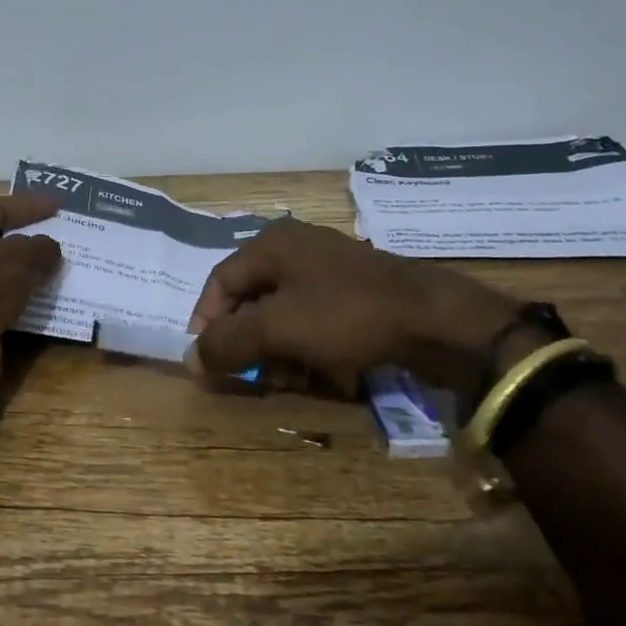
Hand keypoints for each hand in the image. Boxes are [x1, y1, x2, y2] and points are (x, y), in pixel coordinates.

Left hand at [0, 194, 63, 347]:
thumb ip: (41, 246)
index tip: (60, 204)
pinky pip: (2, 293)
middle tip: (62, 231)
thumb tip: (51, 248)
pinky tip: (48, 292)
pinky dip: (24, 291)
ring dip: (29, 266)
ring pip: (1, 267)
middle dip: (31, 235)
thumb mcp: (20, 257)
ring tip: (61, 262)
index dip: (31, 204)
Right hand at [188, 219, 523, 394]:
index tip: (207, 363)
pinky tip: (324, 374)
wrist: (436, 320)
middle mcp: (295, 250)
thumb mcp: (279, 329)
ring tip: (293, 381)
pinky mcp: (353, 294)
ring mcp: (328, 270)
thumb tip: (189, 359)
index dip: (207, 323)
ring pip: (283, 315)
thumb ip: (228, 342)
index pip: (220, 282)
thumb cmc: (347, 315)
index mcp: (272, 244)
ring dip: (279, 352)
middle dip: (250, 344)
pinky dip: (309, 348)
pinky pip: (314, 321)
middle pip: (251, 301)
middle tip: (256, 378)